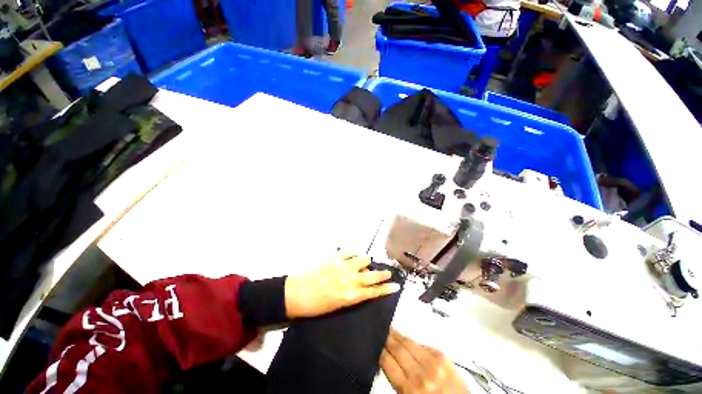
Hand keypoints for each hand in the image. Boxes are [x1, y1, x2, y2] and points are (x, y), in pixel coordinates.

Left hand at [284, 252, 400, 318]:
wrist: (296, 293)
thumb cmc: (316, 305)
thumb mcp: (338, 304)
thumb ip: (353, 293)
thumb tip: (362, 283)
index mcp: (351, 295)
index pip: (374, 291)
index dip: (386, 288)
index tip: (396, 285)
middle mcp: (350, 279)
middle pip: (372, 275)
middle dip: (383, 274)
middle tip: (389, 272)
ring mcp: (343, 265)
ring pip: (363, 259)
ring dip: (365, 262)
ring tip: (363, 263)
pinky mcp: (335, 256)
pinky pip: (350, 252)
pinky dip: (353, 254)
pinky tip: (351, 256)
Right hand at [380, 329, 469, 393]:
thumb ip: (399, 381)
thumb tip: (387, 361)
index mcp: (410, 389)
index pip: (387, 361)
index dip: (379, 350)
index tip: (374, 343)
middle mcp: (421, 373)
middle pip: (397, 348)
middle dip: (387, 337)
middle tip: (380, 330)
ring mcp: (434, 362)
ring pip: (409, 341)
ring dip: (397, 334)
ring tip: (390, 328)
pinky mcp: (444, 357)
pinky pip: (423, 344)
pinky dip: (413, 340)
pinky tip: (407, 337)